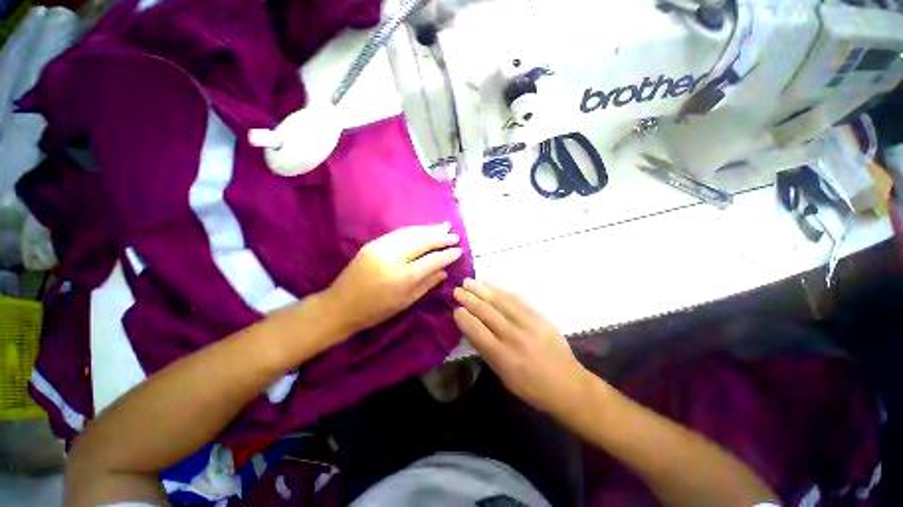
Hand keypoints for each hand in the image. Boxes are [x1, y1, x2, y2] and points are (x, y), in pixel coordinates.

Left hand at [325, 223, 462, 335]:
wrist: (341, 305)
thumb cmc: (376, 310)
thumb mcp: (406, 302)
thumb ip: (427, 284)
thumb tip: (444, 271)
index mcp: (403, 277)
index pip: (432, 260)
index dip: (447, 254)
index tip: (458, 250)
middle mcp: (393, 258)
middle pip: (422, 242)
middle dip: (440, 237)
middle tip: (454, 235)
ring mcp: (381, 247)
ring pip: (411, 233)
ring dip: (429, 229)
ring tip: (443, 227)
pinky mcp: (373, 243)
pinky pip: (398, 233)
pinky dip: (414, 230)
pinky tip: (423, 230)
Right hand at [453, 279, 589, 416]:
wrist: (568, 385)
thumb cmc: (531, 387)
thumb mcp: (503, 376)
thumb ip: (486, 350)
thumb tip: (471, 327)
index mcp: (504, 358)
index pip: (478, 332)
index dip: (464, 318)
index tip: (455, 309)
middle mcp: (515, 338)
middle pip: (487, 313)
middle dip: (469, 299)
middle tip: (457, 290)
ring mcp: (530, 324)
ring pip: (501, 301)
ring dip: (482, 289)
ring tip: (469, 281)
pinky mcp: (540, 316)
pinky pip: (517, 299)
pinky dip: (502, 289)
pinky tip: (490, 283)